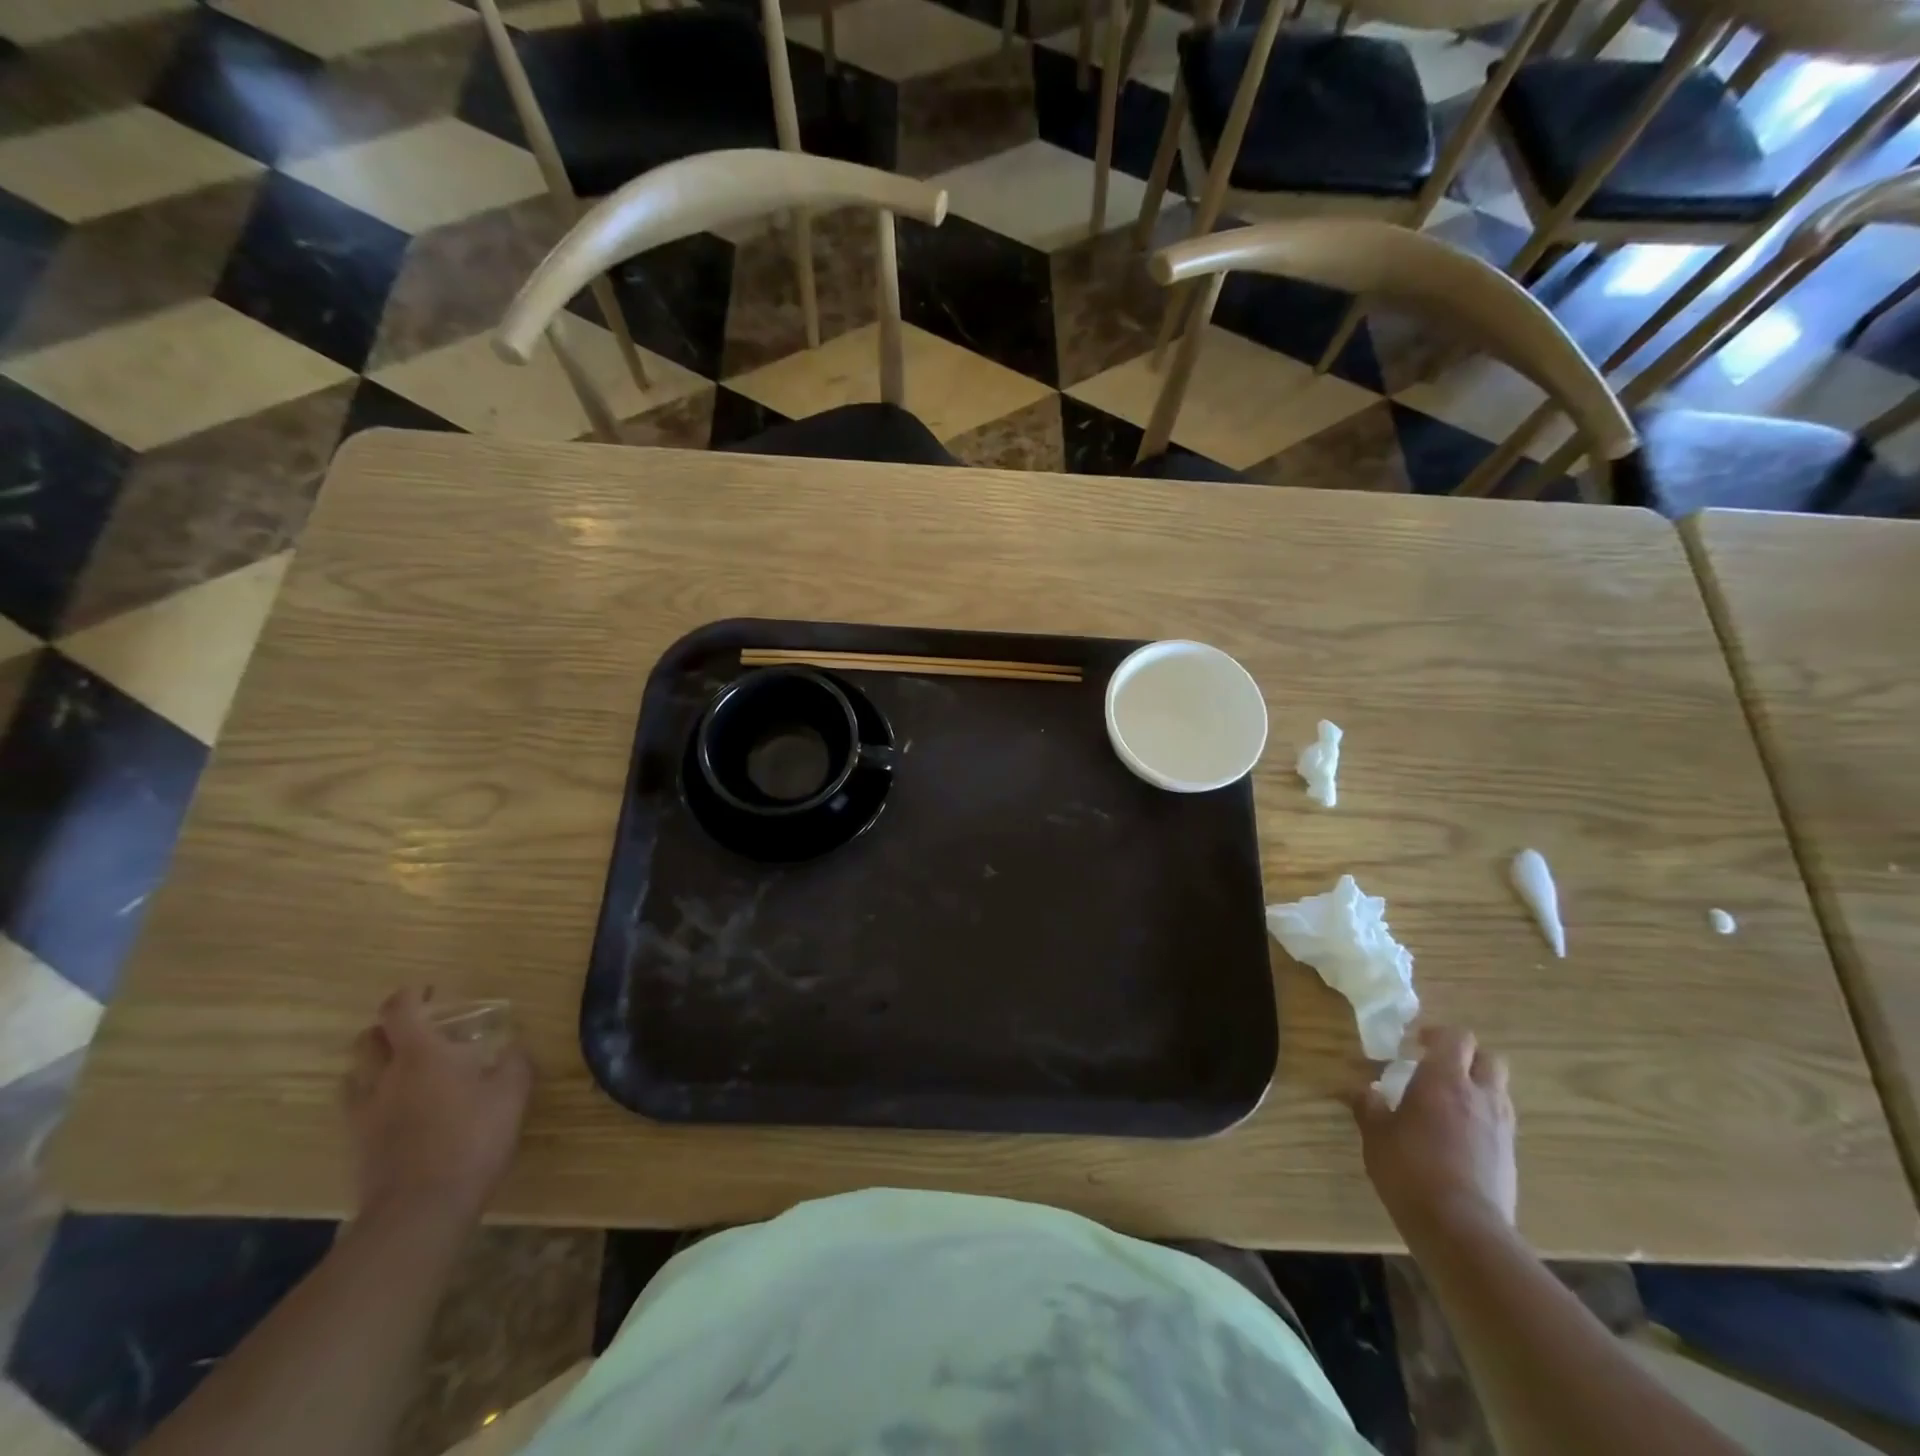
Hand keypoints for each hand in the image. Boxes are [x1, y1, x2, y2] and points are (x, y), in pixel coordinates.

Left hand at [343, 987, 531, 1223]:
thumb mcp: (512, 1093)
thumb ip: (514, 1062)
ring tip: (404, 1070)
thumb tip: (514, 1046)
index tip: (430, 990)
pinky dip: (373, 1098)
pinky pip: (356, 1109)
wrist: (421, 1209)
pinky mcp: (358, 1147)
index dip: (411, 994)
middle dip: (388, 1028)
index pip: (400, 1009)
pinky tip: (398, 1110)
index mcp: (421, 1054)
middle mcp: (385, 1077)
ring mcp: (365, 1114)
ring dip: (375, 1063)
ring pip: (355, 1074)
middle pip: (367, 1039)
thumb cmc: (472, 1138)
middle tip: (418, 1031)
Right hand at [1349, 1026, 1515, 1239]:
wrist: (1462, 1229)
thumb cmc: (1410, 1169)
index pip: (1456, 1037)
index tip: (1414, 1045)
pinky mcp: (1511, 1159)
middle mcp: (1480, 1097)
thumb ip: (1369, 1106)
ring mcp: (1501, 1129)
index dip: (1437, 1035)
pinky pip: (1501, 1124)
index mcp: (1445, 1080)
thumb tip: (1364, 1091)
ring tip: (1448, 1104)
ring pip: (1499, 1091)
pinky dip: (1483, 1120)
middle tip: (1438, 1069)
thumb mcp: (1375, 1135)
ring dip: (1478, 1088)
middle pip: (1489, 1059)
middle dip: (1466, 1058)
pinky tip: (1459, 1139)